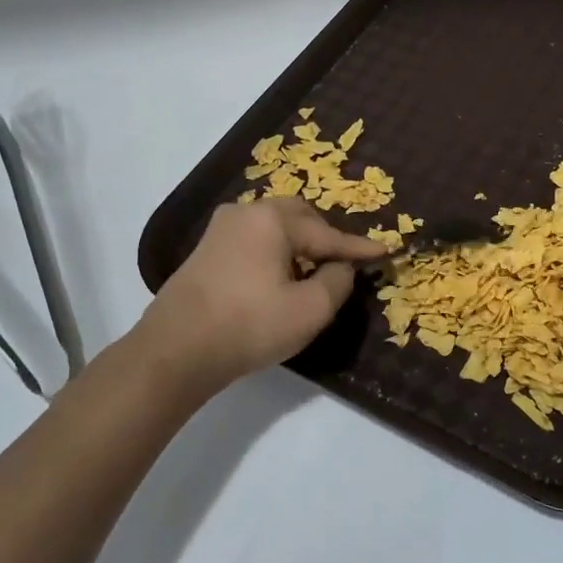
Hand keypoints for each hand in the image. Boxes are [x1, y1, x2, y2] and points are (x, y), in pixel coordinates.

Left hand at [128, 198, 385, 395]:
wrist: (175, 350)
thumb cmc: (249, 326)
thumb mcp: (310, 310)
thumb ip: (338, 281)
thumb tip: (340, 267)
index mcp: (273, 220)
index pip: (328, 234)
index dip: (358, 248)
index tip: (386, 252)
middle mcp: (246, 212)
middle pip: (299, 217)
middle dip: (324, 237)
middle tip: (343, 262)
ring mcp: (221, 229)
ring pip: (274, 227)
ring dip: (298, 244)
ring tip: (312, 272)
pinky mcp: (206, 249)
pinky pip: (254, 240)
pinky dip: (274, 252)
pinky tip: (278, 278)